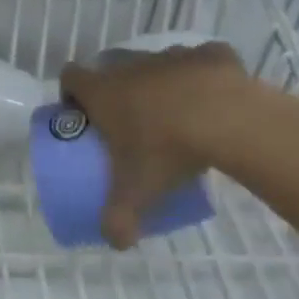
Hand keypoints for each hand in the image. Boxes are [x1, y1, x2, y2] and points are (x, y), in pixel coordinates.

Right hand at [59, 42, 263, 249]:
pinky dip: (203, 76)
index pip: (70, 76)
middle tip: (128, 122)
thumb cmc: (167, 150)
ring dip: (159, 83)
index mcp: (103, 90)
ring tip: (175, 115)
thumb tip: (116, 243)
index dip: (70, 93)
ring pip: (156, 64)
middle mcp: (132, 65)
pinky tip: (213, 99)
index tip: (81, 115)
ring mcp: (172, 56)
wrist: (228, 120)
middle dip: (115, 89)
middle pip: (111, 67)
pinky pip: (200, 61)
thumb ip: (118, 220)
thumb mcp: (136, 192)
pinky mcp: (210, 54)